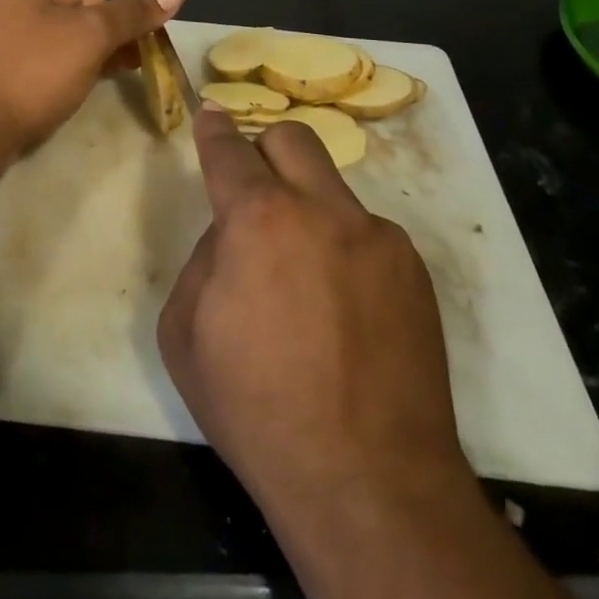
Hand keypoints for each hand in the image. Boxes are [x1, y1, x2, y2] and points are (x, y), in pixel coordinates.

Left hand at [0, 0, 185, 159]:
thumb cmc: (30, 72)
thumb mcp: (91, 37)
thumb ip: (133, 12)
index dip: (110, 27)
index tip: (125, 59)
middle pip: (63, 14)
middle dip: (90, 45)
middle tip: (110, 76)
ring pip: (41, 40)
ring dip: (68, 62)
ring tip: (78, 91)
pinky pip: (17, 60)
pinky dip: (37, 75)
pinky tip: (45, 98)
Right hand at [158, 107, 469, 531]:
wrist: (369, 484)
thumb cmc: (257, 410)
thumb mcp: (186, 335)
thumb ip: (204, 261)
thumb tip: (232, 235)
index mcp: (258, 219)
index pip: (229, 149)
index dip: (214, 128)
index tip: (211, 115)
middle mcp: (322, 210)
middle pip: (292, 138)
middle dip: (264, 149)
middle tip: (255, 192)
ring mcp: (376, 237)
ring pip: (332, 189)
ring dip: (308, 212)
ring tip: (307, 282)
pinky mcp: (413, 269)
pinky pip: (366, 236)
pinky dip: (345, 252)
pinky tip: (346, 313)